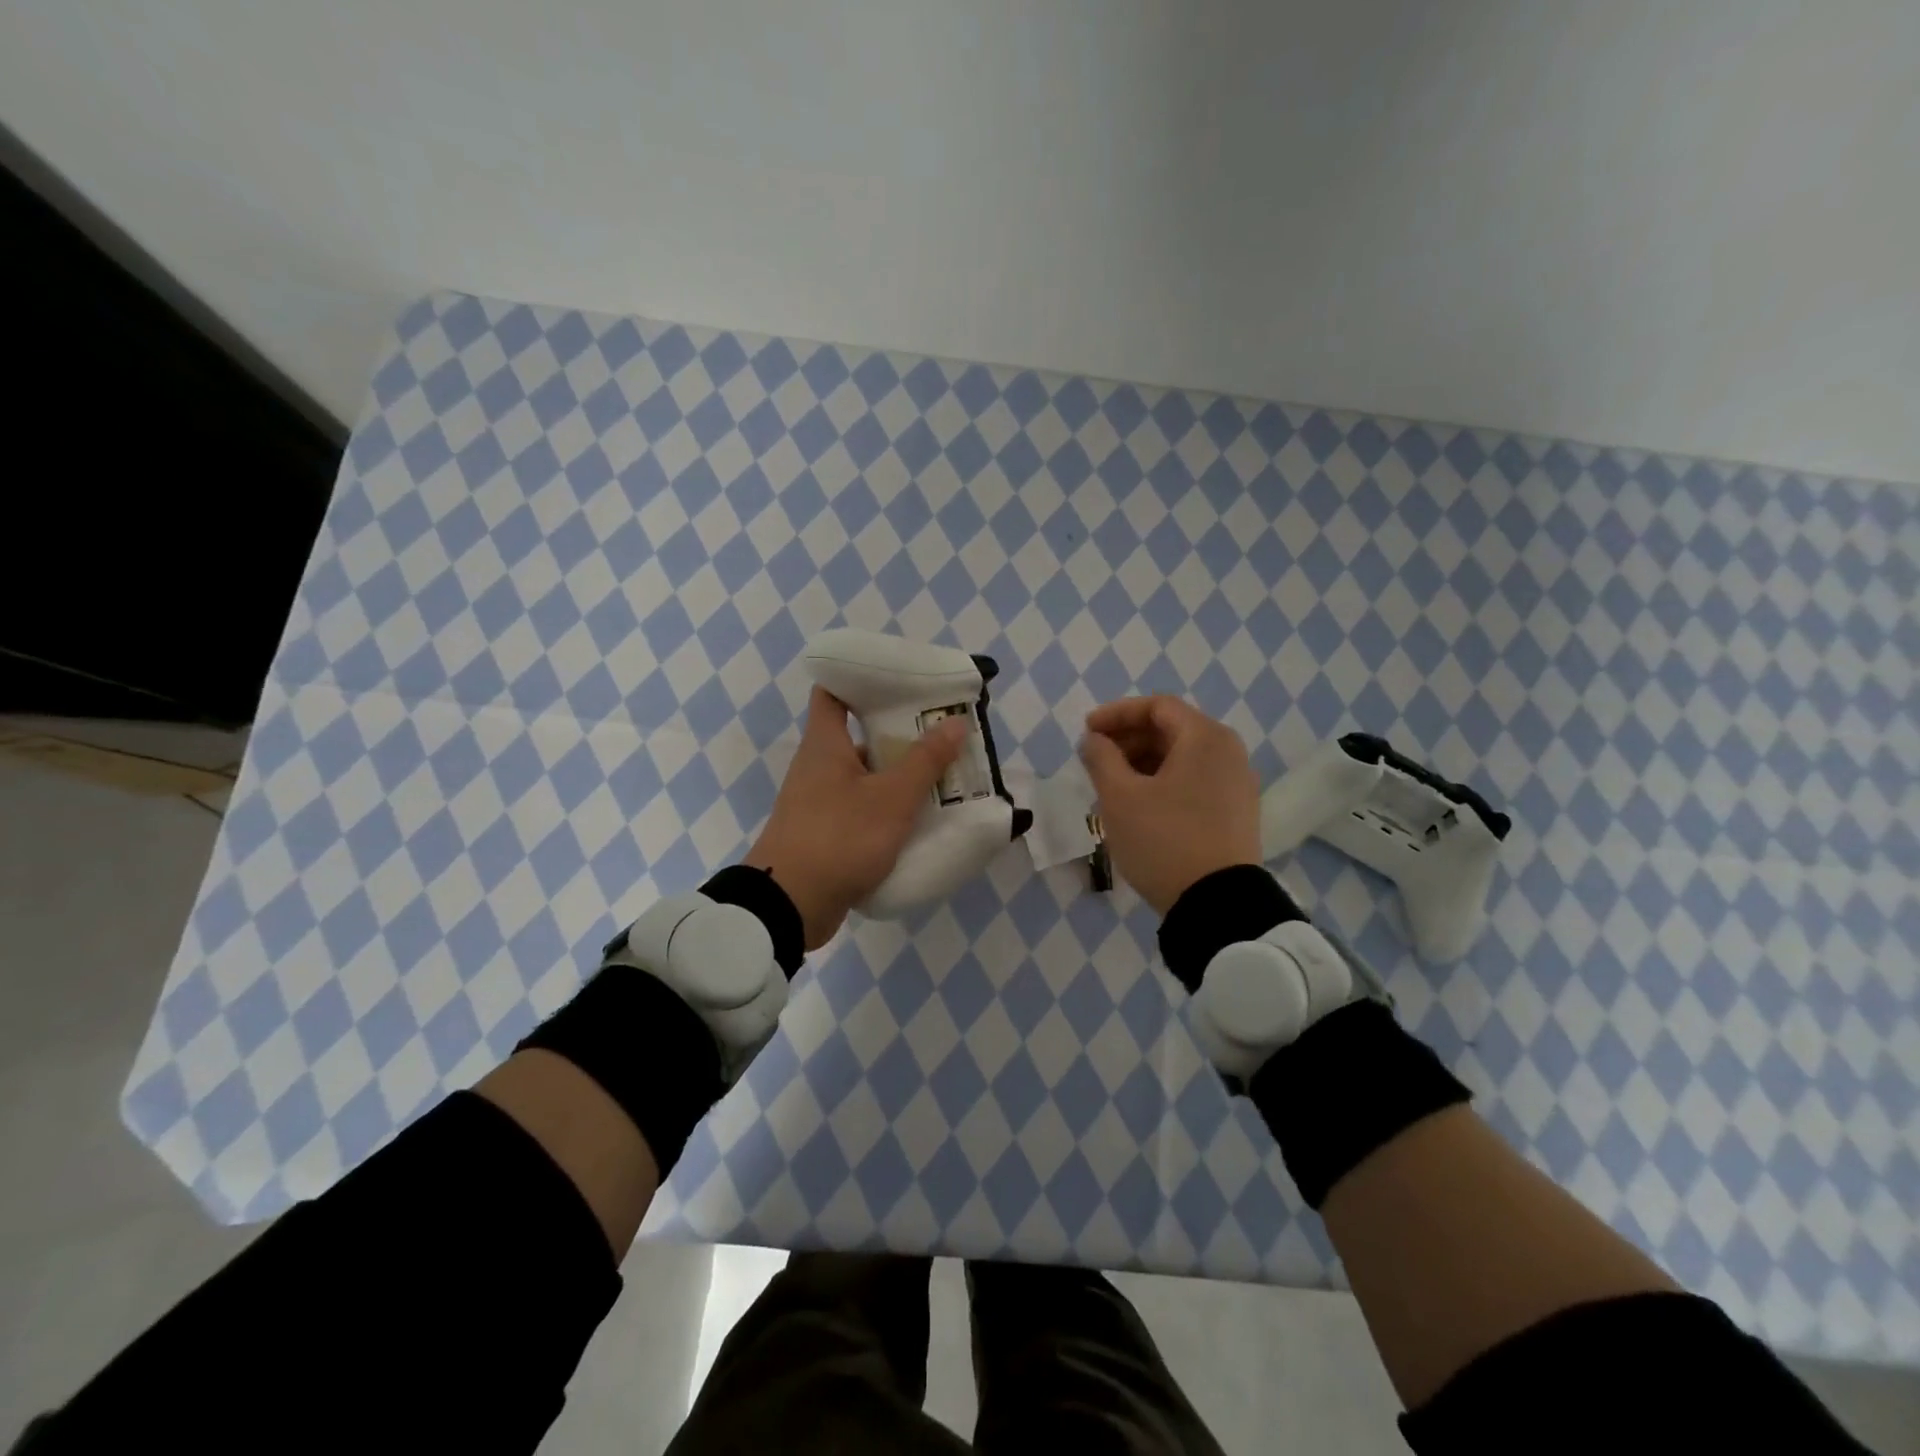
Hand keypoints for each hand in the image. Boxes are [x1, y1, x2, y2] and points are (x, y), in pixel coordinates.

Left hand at [745, 687, 967, 948]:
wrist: (789, 906)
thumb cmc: (839, 837)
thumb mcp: (891, 798)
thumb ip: (925, 761)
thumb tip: (955, 722)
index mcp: (825, 744)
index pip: (833, 692)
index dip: (862, 679)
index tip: (900, 680)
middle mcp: (819, 767)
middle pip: (860, 737)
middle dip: (900, 735)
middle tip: (942, 734)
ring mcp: (820, 802)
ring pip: (865, 778)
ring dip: (899, 777)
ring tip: (944, 777)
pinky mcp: (826, 834)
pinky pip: (862, 811)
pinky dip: (888, 810)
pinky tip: (921, 819)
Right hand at [1079, 696, 1262, 914]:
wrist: (1217, 904)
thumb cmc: (1164, 840)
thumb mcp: (1119, 797)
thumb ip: (1100, 757)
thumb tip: (1093, 739)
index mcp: (1205, 738)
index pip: (1156, 707)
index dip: (1116, 714)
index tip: (1087, 732)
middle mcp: (1228, 752)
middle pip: (1171, 730)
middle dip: (1128, 740)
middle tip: (1095, 760)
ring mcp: (1237, 783)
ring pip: (1182, 757)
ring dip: (1143, 762)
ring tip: (1111, 785)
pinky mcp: (1236, 812)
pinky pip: (1194, 781)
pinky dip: (1163, 782)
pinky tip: (1139, 805)